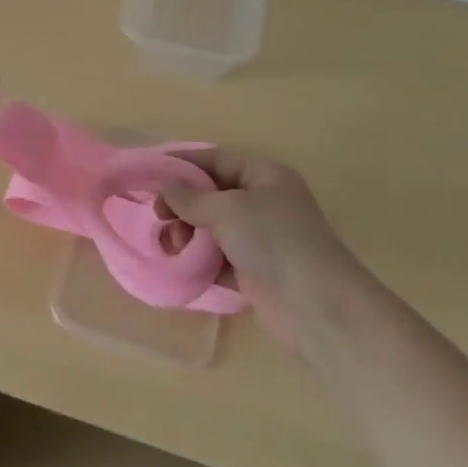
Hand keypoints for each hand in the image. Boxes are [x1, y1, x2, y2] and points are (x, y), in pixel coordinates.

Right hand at [157, 149, 360, 361]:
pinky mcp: (256, 271)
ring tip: (173, 246)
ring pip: (213, 227)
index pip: (216, 159)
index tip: (149, 173)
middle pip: (212, 194)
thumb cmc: (273, 241)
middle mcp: (263, 202)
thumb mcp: (227, 209)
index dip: (183, 163)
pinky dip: (201, 260)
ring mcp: (261, 238)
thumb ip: (191, 197)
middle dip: (183, 204)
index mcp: (264, 176)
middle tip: (159, 217)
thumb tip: (166, 188)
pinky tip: (183, 265)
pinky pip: (219, 257)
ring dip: (189, 234)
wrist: (317, 307)